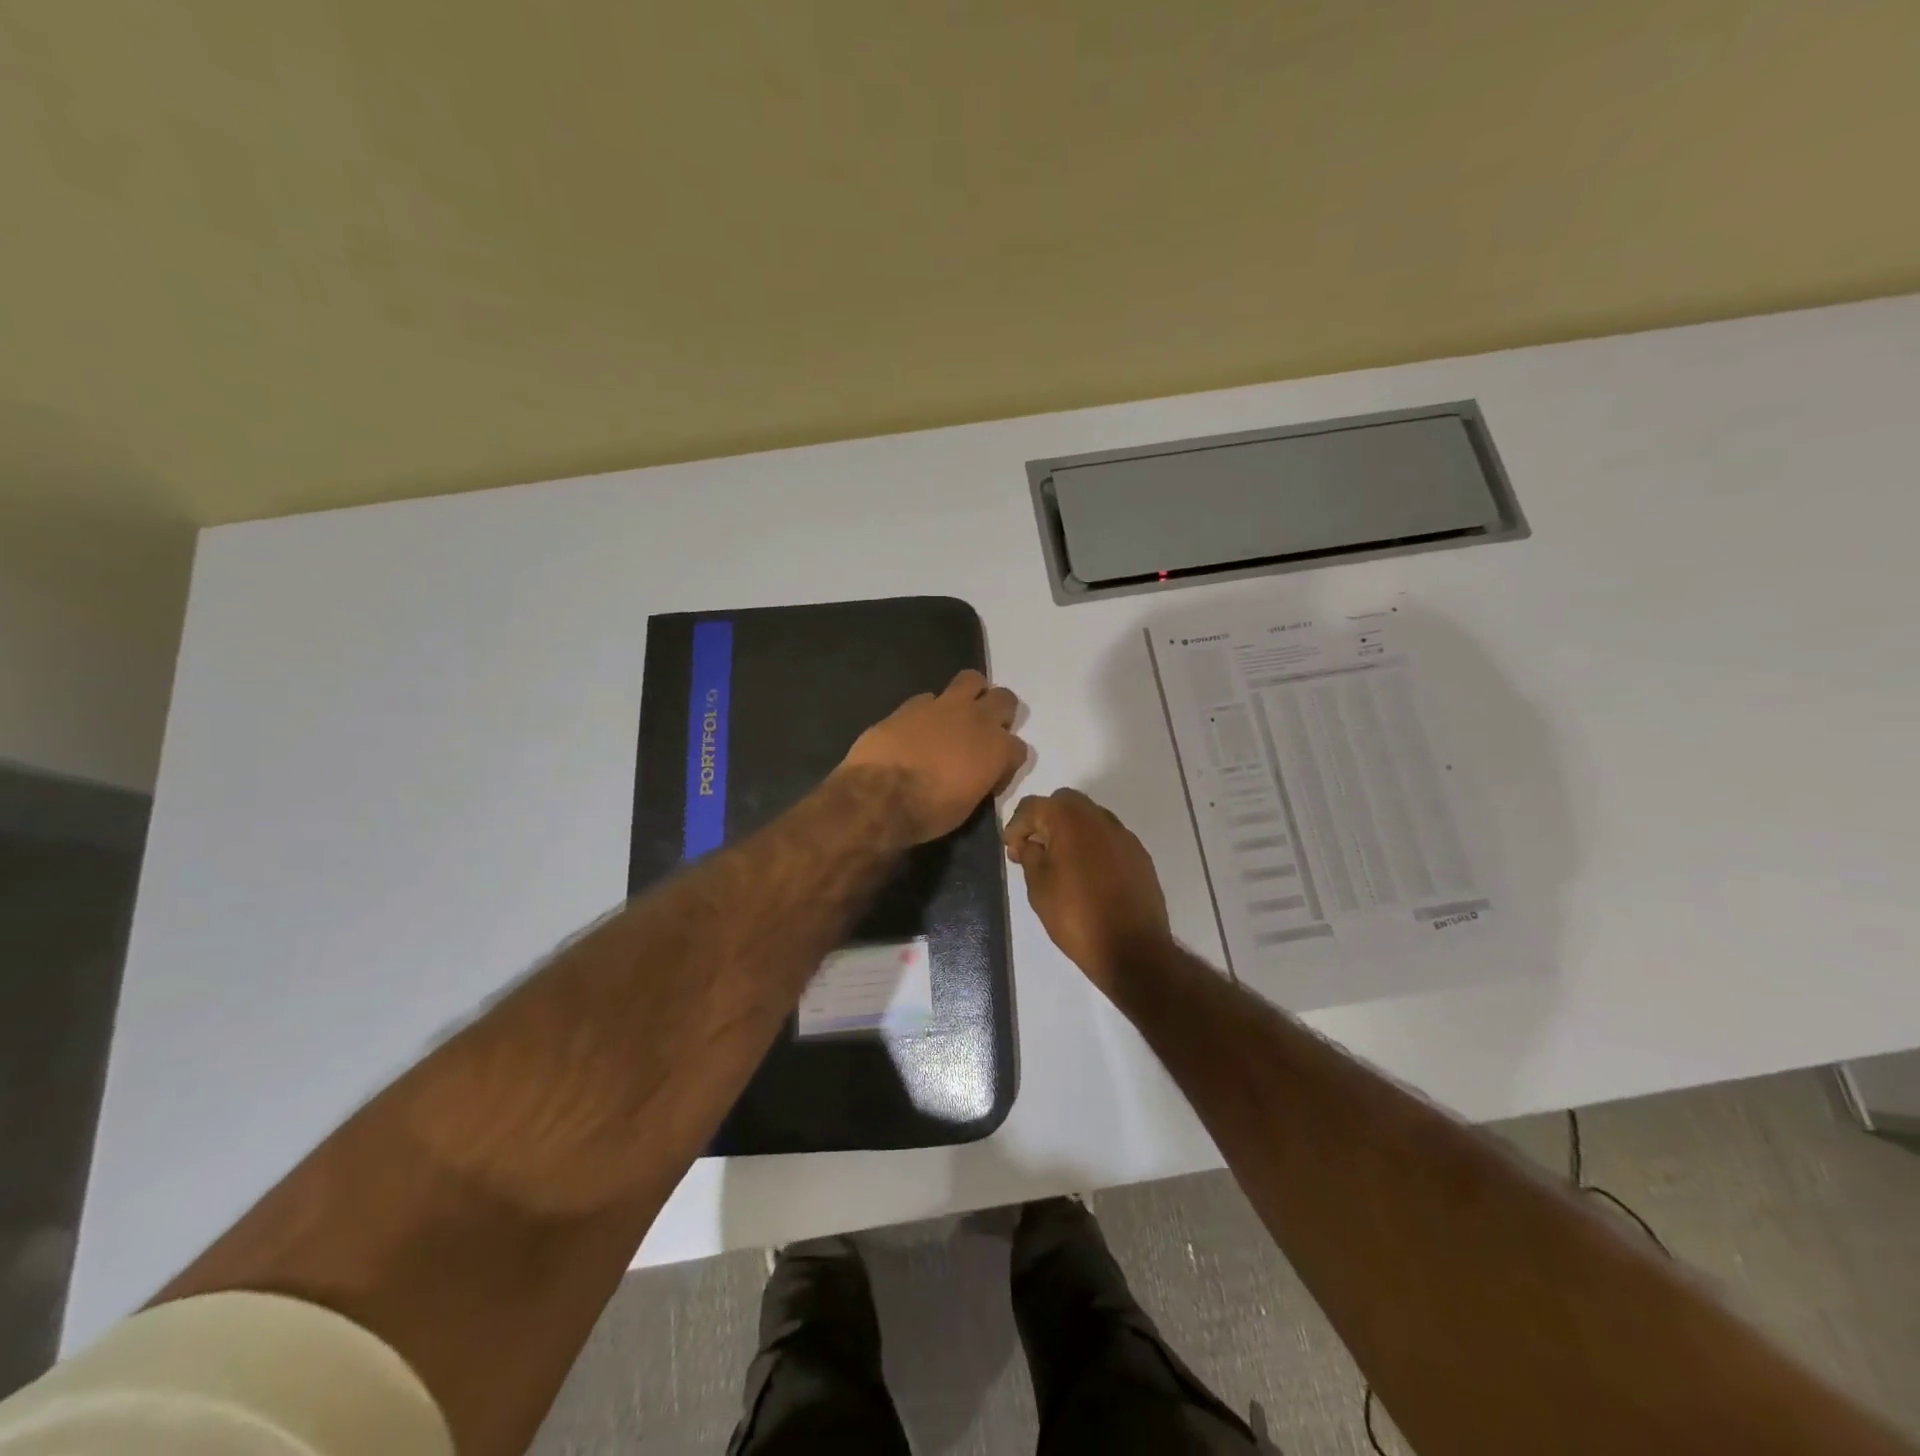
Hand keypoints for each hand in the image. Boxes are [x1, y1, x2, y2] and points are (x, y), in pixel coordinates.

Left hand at [840, 669, 1027, 844]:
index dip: (1006, 762)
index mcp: (997, 750)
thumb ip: (980, 779)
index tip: (991, 775)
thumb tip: (976, 773)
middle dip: (999, 714)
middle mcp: (977, 720)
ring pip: (972, 680)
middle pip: (1005, 700)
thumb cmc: (928, 812)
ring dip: (972, 693)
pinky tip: (919, 726)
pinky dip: (930, 709)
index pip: (1019, 748)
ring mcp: (945, 706)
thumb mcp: (967, 806)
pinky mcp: (913, 704)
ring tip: (959, 713)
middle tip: (983, 733)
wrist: (879, 795)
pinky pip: (930, 697)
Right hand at [1003, 789, 1172, 994]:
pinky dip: (1092, 846)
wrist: (1132, 949)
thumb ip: (1030, 856)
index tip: (1011, 849)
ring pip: (1089, 818)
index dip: (1016, 825)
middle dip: (1045, 820)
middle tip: (1034, 849)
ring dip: (1071, 831)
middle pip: (1064, 803)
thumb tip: (1029, 843)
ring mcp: (1123, 835)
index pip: (1033, 806)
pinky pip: (1108, 838)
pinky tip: (1087, 875)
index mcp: (1070, 820)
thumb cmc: (1076, 917)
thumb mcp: (1039, 887)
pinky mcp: (1139, 855)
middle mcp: (1099, 818)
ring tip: (1060, 863)